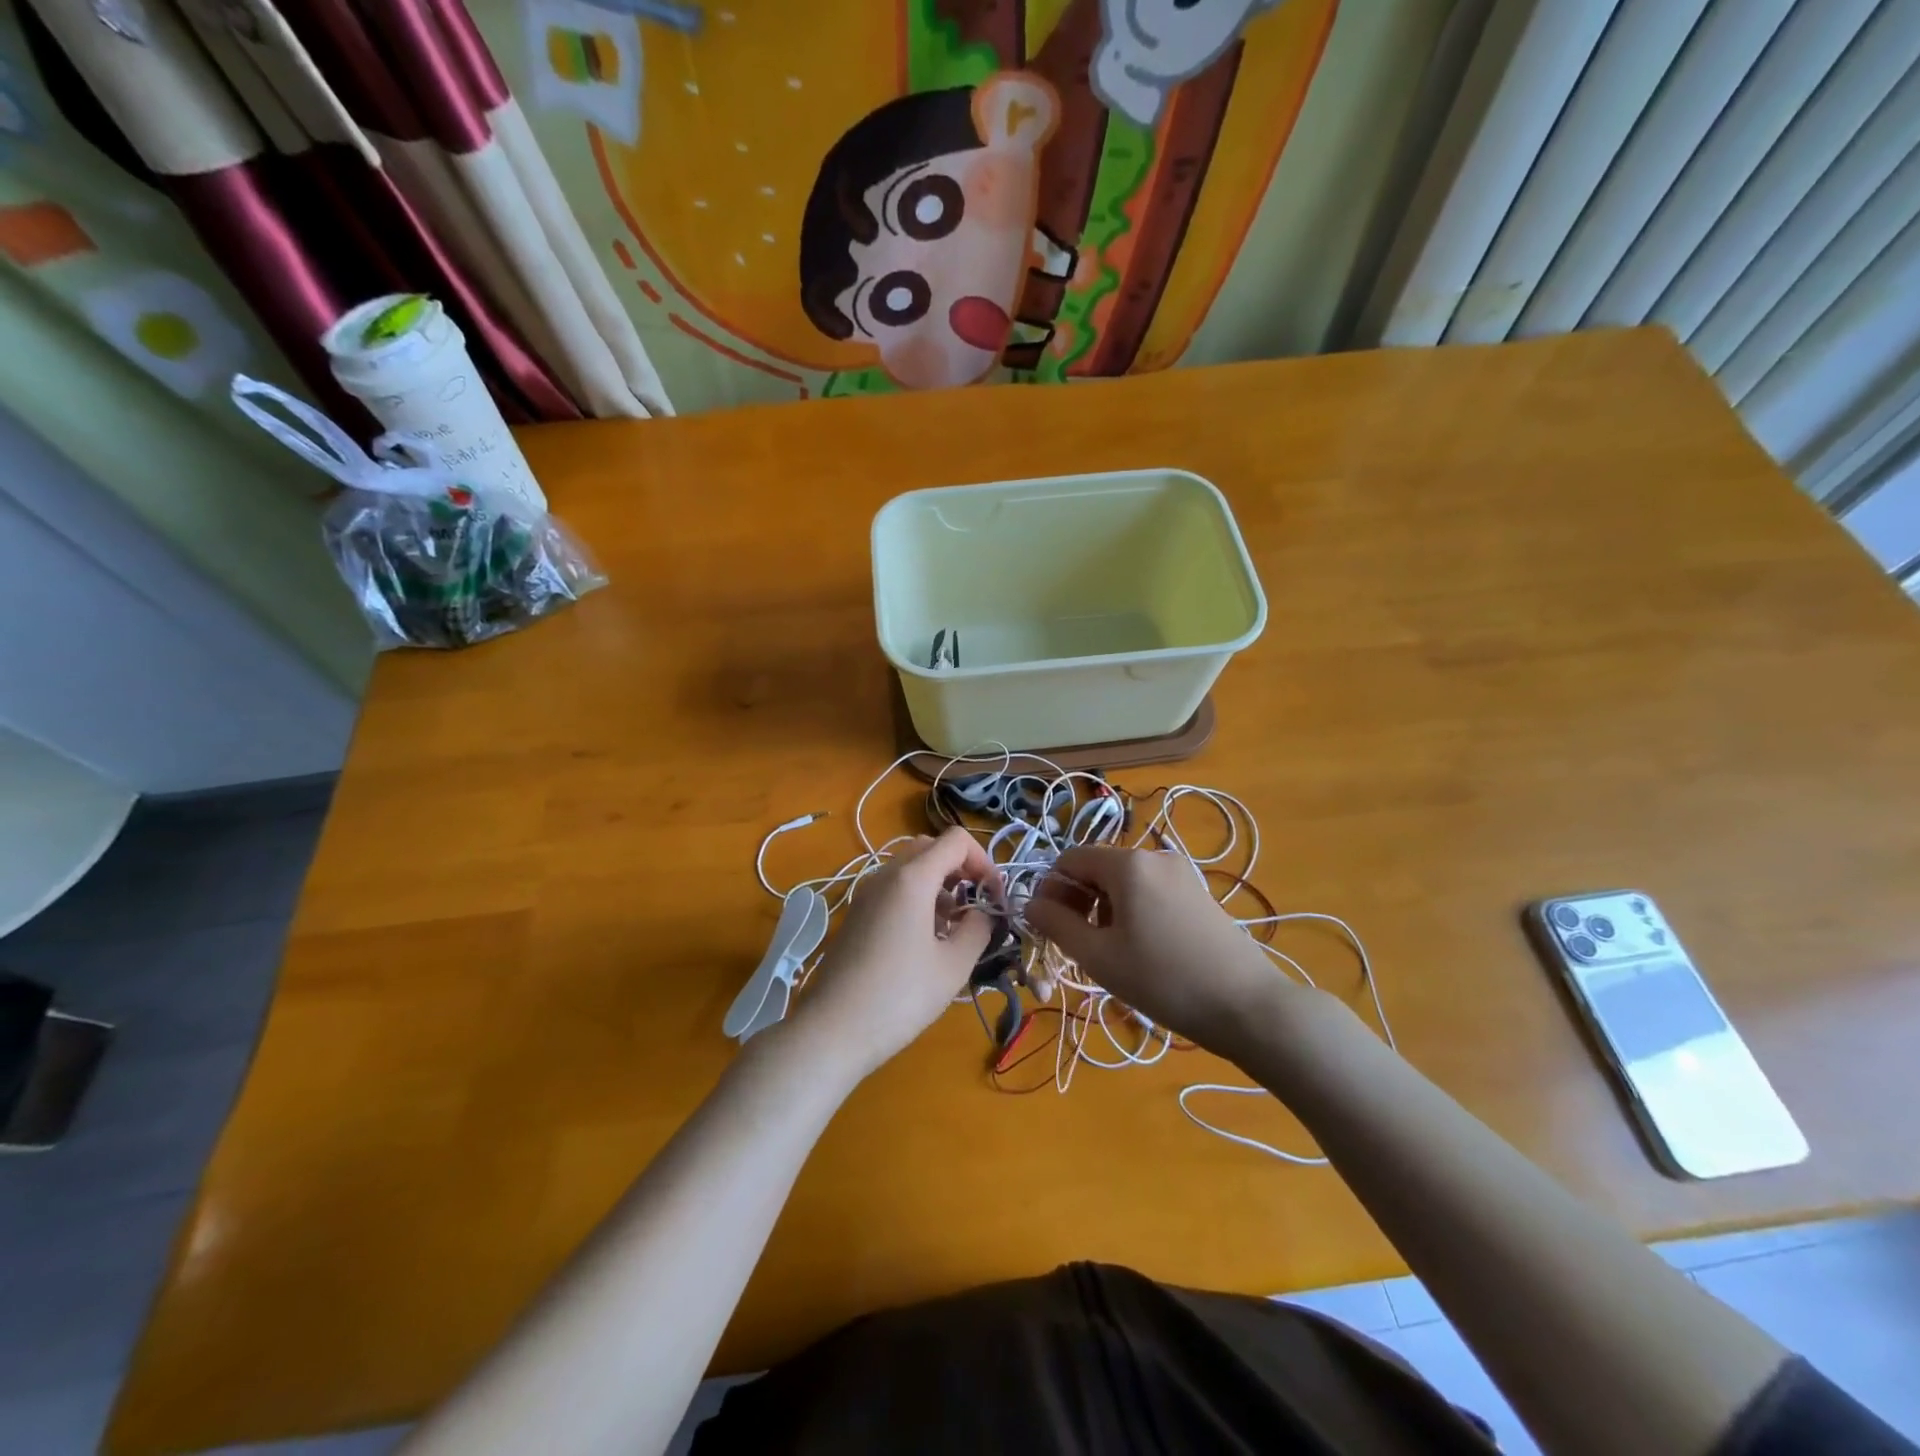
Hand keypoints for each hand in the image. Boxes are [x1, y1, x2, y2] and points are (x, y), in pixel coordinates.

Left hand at [791, 827, 998, 1077]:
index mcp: (912, 878)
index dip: (983, 861)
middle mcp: (886, 874)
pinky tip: (925, 938)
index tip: (994, 897)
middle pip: (931, 847)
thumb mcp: (953, 966)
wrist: (833, 1029)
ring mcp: (867, 892)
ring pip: (910, 867)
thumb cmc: (900, 996)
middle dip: (960, 868)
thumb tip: (984, 913)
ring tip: (953, 926)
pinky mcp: (857, 913)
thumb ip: (978, 929)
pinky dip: (917, 897)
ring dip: (938, 883)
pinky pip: (893, 887)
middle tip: (976, 905)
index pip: (956, 840)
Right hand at [1025, 846, 1295, 1053]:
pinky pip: (1150, 891)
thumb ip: (1057, 925)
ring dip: (1104, 909)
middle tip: (1077, 945)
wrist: (1248, 1005)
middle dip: (1077, 901)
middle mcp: (1154, 857)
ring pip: (1124, 882)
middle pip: (1097, 868)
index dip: (1051, 890)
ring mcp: (1181, 873)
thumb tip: (1030, 904)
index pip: (1069, 859)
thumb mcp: (1099, 957)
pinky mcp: (1198, 893)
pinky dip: (1132, 912)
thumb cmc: (1164, 980)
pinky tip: (1142, 949)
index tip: (1049, 928)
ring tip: (1110, 953)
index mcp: (1127, 864)